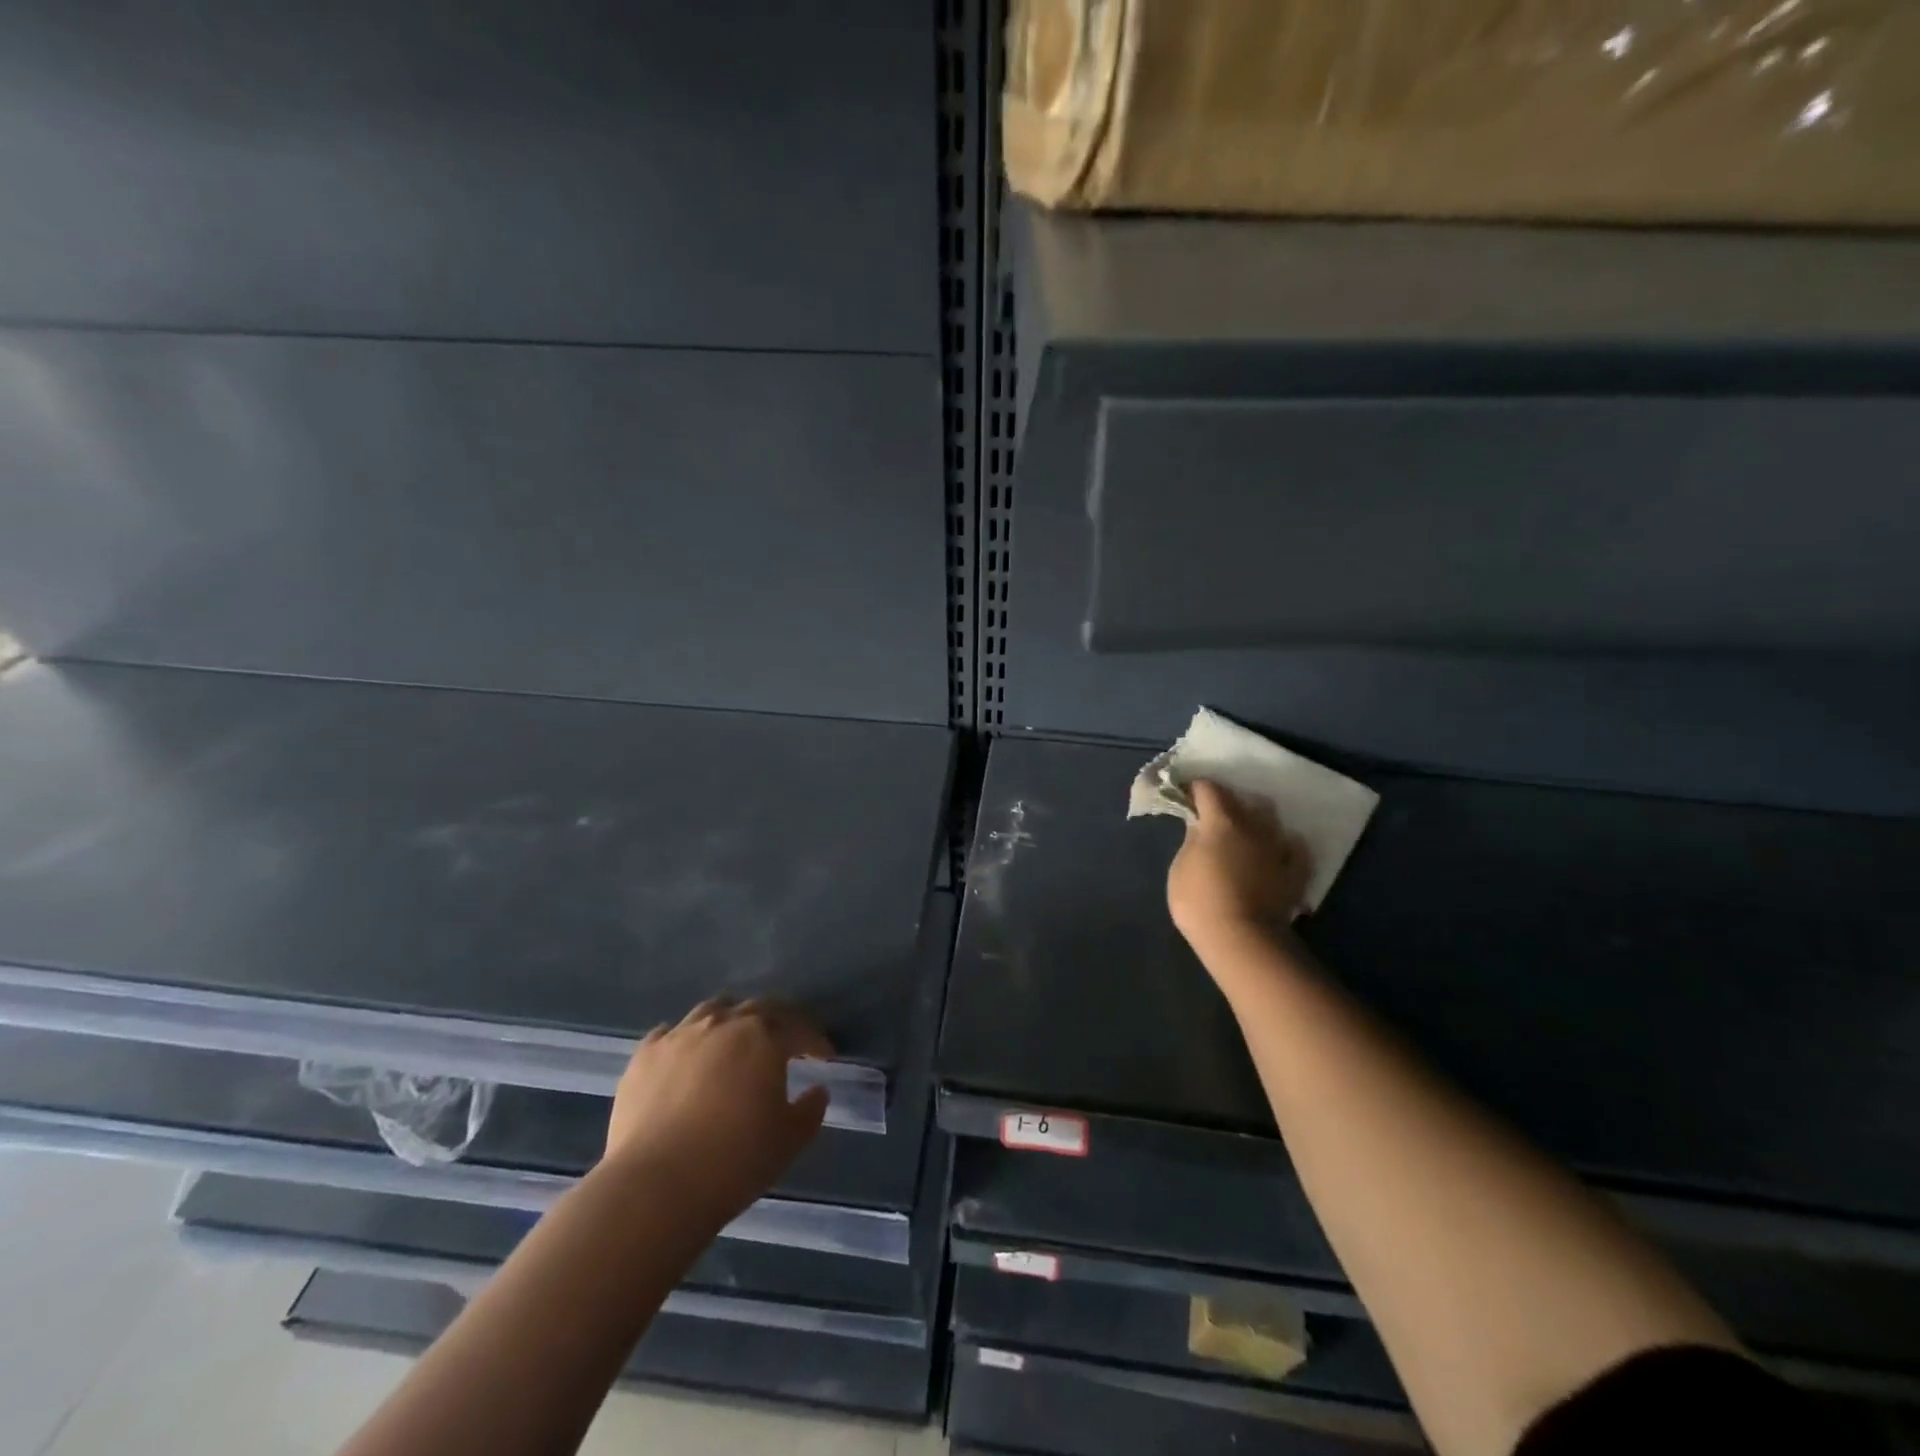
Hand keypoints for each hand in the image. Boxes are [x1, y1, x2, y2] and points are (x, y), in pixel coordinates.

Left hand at [603, 997, 832, 1226]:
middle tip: (783, 1043)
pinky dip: (684, 1040)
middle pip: (756, 1008)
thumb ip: (810, 1110)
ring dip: (730, 1021)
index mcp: (764, 1037)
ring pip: (712, 1011)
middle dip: (776, 1022)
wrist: (655, 1187)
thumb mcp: (789, 1141)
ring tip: (733, 1042)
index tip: (824, 1056)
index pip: (798, 1027)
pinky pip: (668, 1034)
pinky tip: (685, 1057)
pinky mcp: (644, 1056)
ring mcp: (679, 1036)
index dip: (815, 1040)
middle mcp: (723, 1024)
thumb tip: (817, 1090)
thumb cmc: (734, 1161)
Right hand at [1167, 780, 1312, 946]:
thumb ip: (1192, 841)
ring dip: (1258, 821)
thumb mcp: (1180, 868)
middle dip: (1228, 801)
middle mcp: (1254, 826)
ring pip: (1272, 820)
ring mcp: (1278, 848)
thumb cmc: (1199, 901)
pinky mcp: (1295, 871)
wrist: (1242, 939)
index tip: (1186, 794)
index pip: (1208, 788)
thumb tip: (1200, 828)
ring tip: (1247, 832)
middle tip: (1214, 815)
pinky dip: (1284, 847)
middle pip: (1243, 799)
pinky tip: (1276, 853)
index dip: (1195, 788)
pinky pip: (1294, 848)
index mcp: (1221, 821)